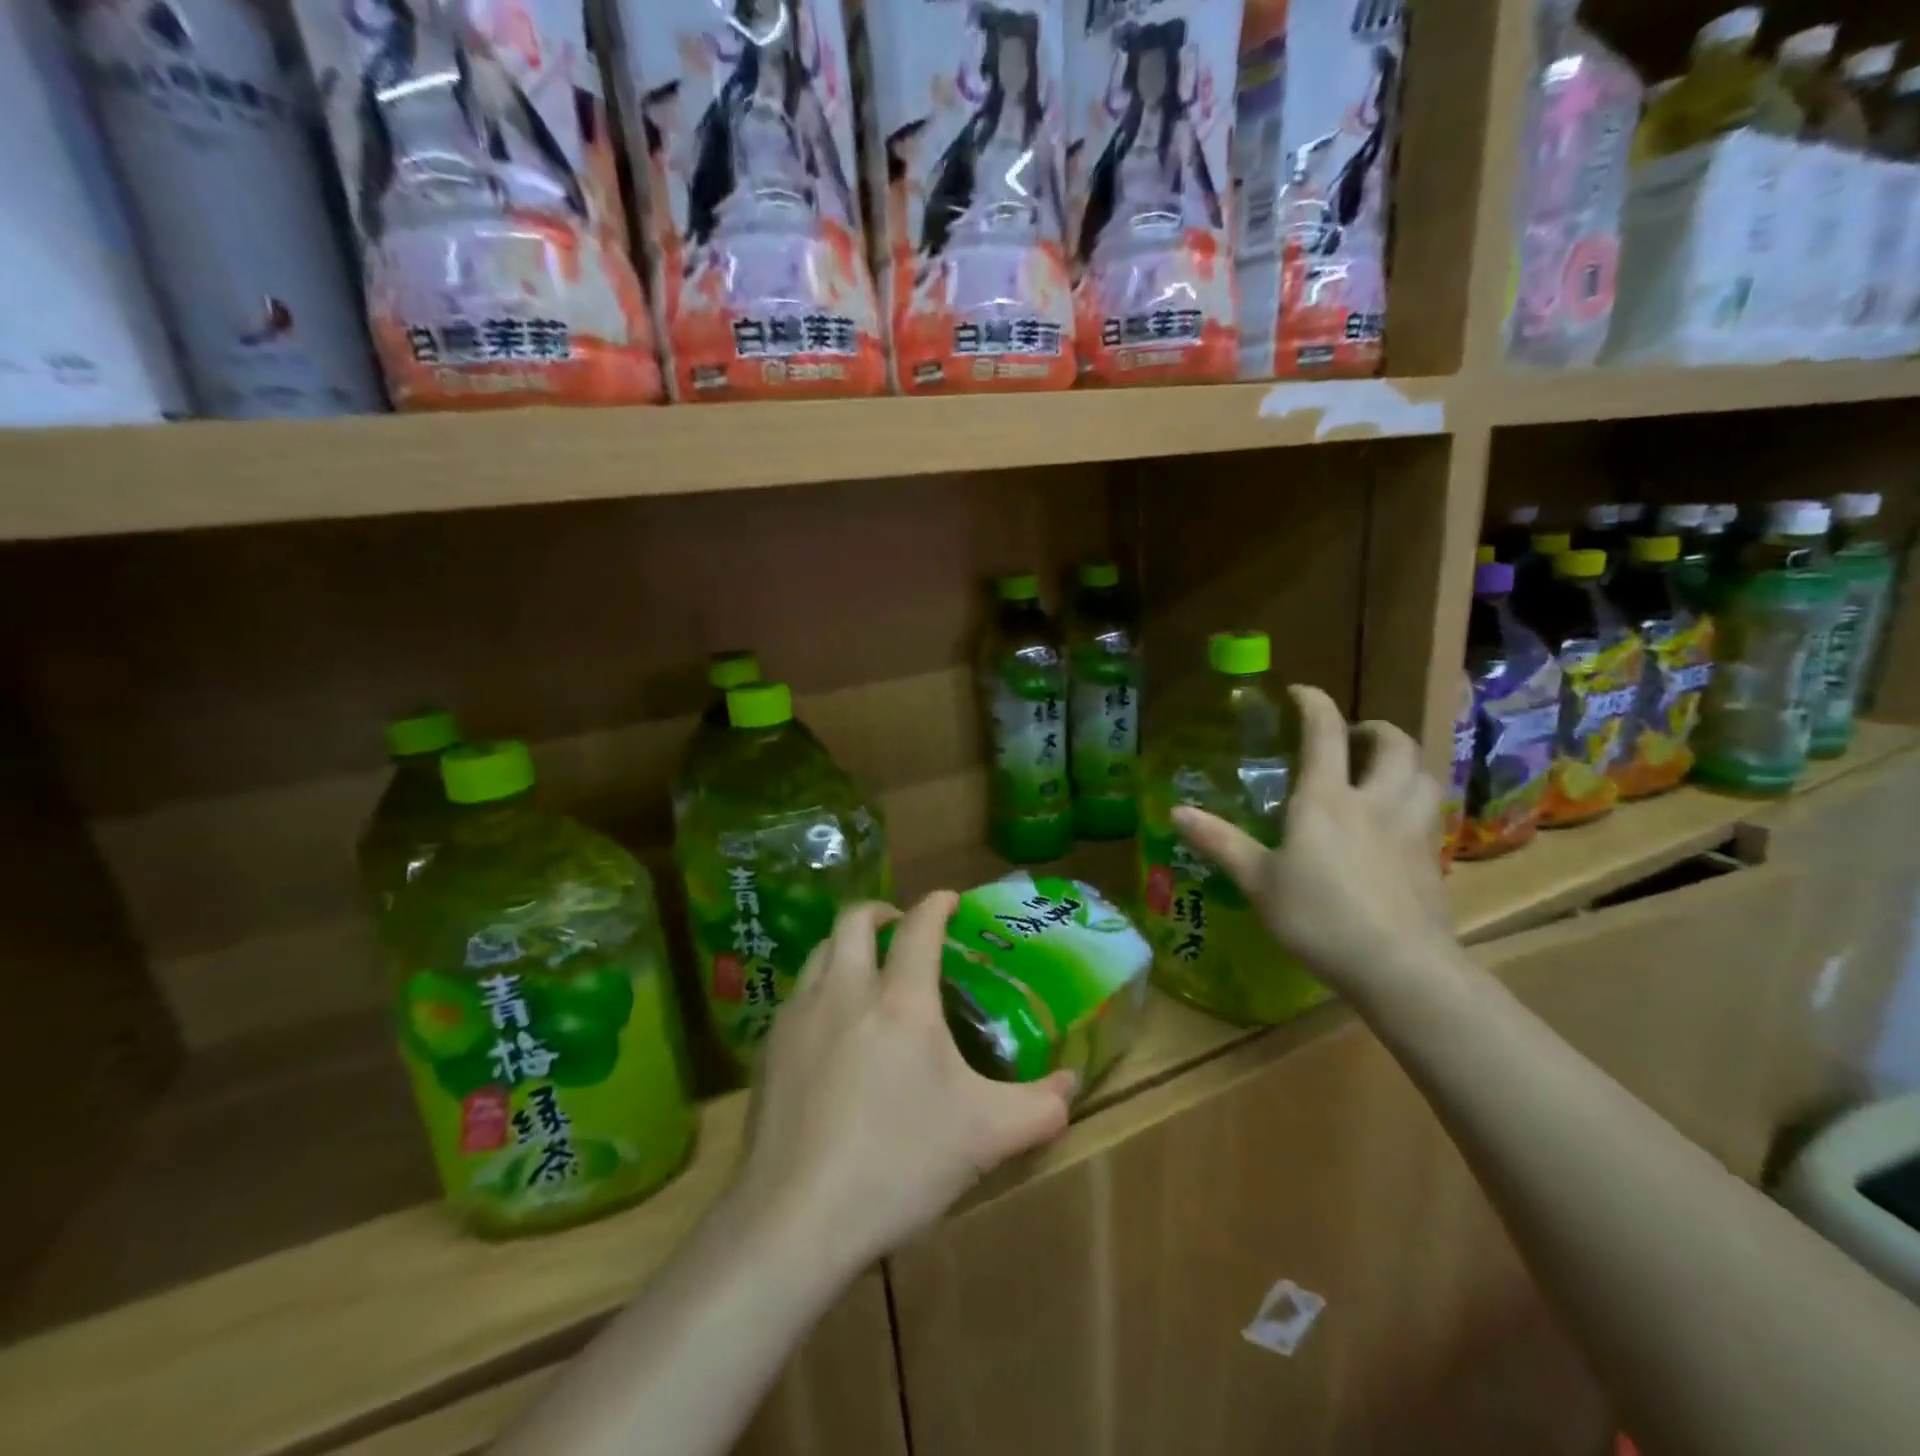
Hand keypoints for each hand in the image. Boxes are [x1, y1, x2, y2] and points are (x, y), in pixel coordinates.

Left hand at [731, 895, 1075, 1273]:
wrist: (795, 1218)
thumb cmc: (898, 1164)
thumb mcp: (985, 1137)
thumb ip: (1038, 1107)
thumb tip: (1072, 1084)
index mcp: (901, 1000)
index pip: (919, 928)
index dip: (936, 904)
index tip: (949, 899)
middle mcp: (846, 991)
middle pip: (854, 920)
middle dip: (881, 912)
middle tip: (900, 928)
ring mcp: (800, 1016)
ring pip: (821, 950)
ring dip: (846, 944)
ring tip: (865, 969)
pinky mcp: (769, 1048)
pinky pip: (798, 993)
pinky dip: (820, 986)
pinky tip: (830, 1025)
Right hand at [1172, 685, 1454, 1001]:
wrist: (1400, 967)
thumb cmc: (1318, 917)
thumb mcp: (1258, 881)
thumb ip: (1219, 842)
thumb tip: (1175, 811)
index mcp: (1326, 799)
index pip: (1324, 732)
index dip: (1314, 703)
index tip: (1300, 692)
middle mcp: (1374, 802)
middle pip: (1392, 744)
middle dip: (1373, 728)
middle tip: (1353, 737)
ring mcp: (1411, 829)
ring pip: (1422, 774)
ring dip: (1404, 761)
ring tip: (1382, 772)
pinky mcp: (1433, 859)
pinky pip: (1431, 812)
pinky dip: (1416, 801)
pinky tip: (1398, 824)